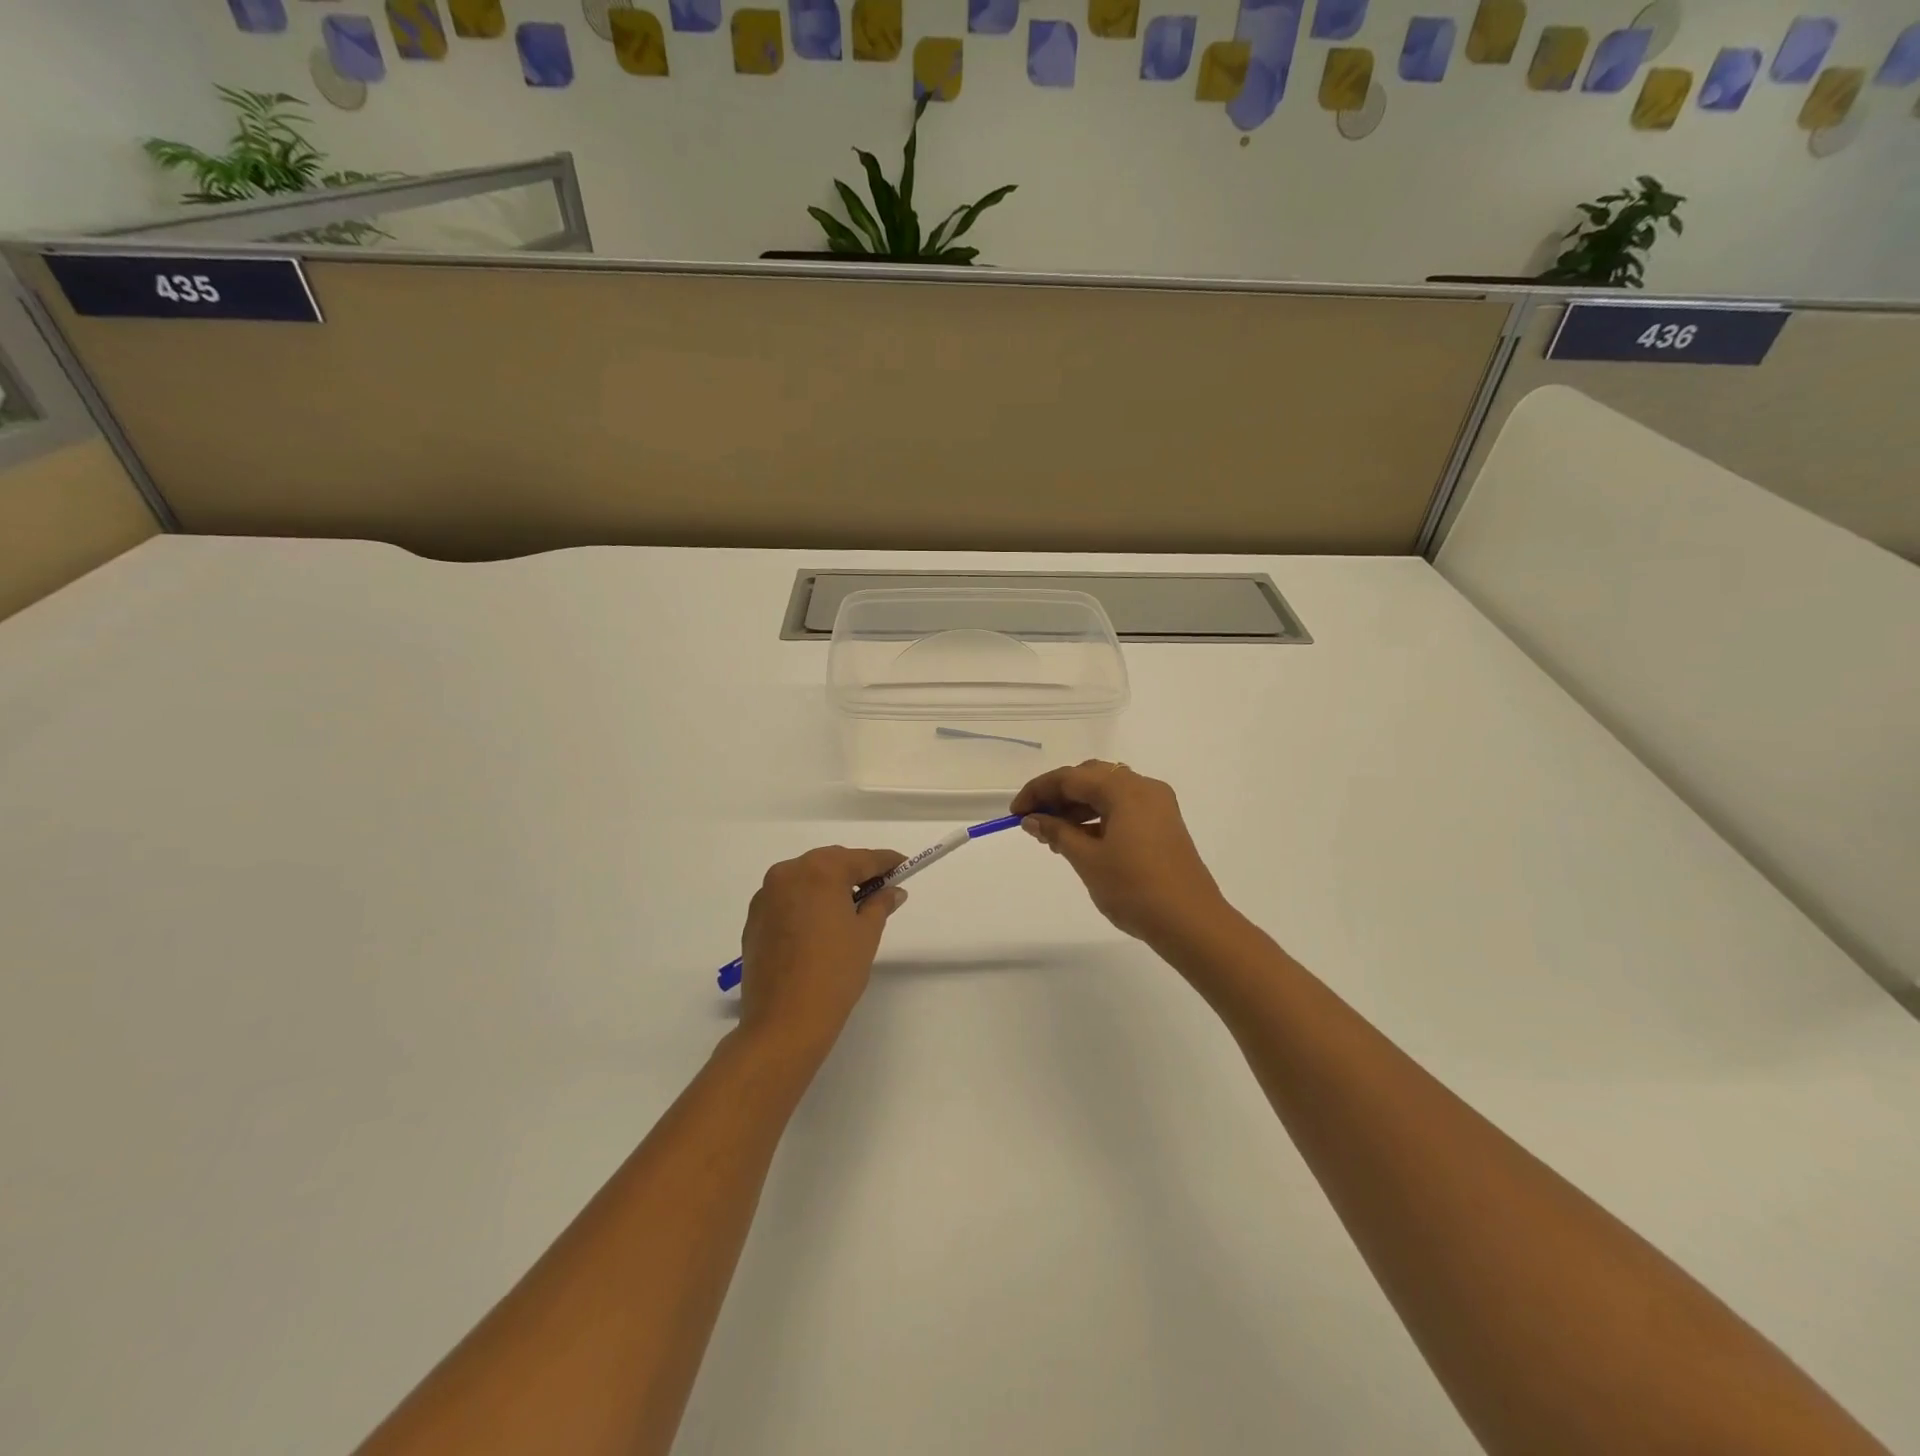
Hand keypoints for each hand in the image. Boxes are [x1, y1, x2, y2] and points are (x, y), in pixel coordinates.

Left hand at [737, 846, 907, 1056]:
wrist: (784, 1022)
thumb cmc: (834, 973)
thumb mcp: (866, 935)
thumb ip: (880, 904)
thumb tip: (892, 891)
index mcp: (820, 871)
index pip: (862, 858)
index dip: (886, 862)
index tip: (904, 865)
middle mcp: (788, 873)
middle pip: (831, 863)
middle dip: (855, 873)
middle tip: (880, 891)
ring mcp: (766, 895)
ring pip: (806, 879)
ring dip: (828, 887)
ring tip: (849, 911)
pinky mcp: (754, 919)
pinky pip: (787, 899)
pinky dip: (806, 903)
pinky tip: (819, 927)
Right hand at [1012, 762, 1228, 947]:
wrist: (1191, 922)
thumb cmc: (1134, 888)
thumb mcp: (1088, 859)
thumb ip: (1057, 833)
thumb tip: (1033, 820)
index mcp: (1125, 789)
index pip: (1071, 777)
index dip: (1038, 791)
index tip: (1015, 813)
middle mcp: (1144, 788)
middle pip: (1091, 778)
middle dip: (1058, 795)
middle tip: (1033, 821)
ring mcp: (1158, 806)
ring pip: (1107, 793)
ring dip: (1077, 807)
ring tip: (1052, 835)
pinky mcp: (1163, 825)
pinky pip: (1123, 809)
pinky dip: (1098, 817)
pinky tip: (1080, 840)